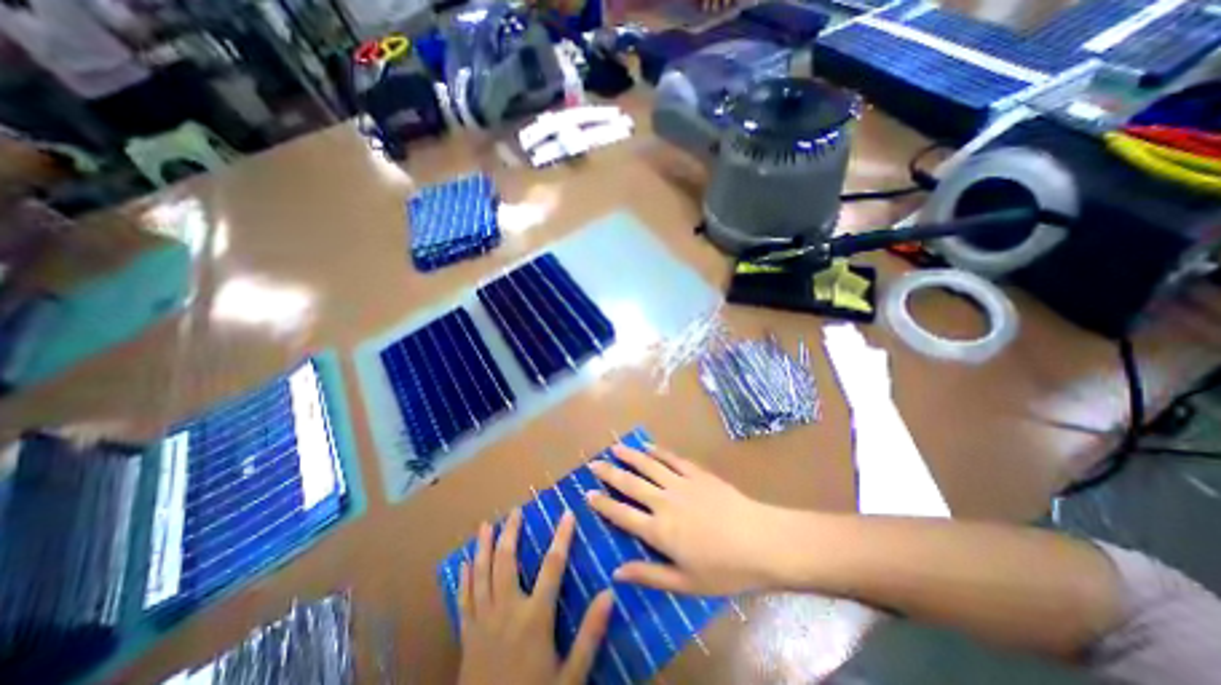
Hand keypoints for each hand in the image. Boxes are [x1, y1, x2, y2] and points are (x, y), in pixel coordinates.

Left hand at [457, 509, 616, 684]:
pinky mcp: (467, 635)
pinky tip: (465, 562)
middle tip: (515, 511)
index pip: (552, 566)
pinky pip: (464, 599)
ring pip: (482, 574)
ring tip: (486, 525)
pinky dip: (465, 578)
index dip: (562, 537)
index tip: (567, 513)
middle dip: (511, 533)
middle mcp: (506, 610)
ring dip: (484, 547)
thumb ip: (590, 634)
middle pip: (507, 562)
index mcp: (534, 617)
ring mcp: (482, 621)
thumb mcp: (570, 676)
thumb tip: (609, 593)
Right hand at [589, 444, 796, 594]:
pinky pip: (673, 459)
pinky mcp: (697, 473)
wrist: (761, 541)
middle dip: (610, 473)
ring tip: (615, 447)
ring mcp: (681, 483)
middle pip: (631, 484)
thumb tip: (617, 571)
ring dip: (630, 456)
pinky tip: (648, 446)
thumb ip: (649, 575)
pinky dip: (658, 451)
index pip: (622, 514)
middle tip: (594, 463)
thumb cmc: (724, 569)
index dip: (603, 504)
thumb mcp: (686, 583)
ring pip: (649, 465)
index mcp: (659, 530)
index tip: (587, 493)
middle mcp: (664, 501)